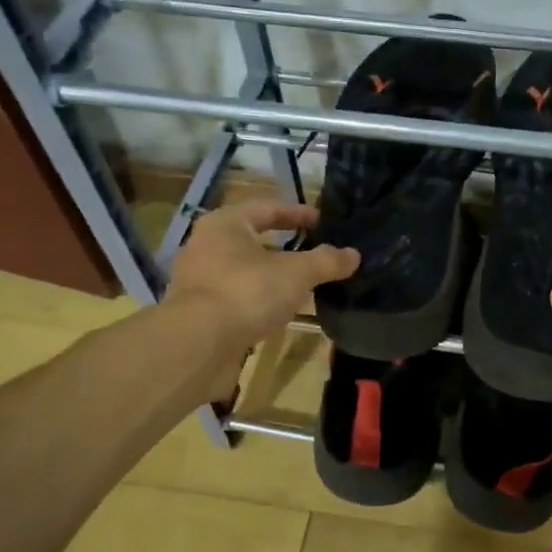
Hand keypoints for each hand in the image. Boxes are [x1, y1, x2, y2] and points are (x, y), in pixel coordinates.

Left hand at [164, 201, 357, 357]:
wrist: (198, 344)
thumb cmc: (247, 292)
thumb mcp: (296, 274)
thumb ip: (326, 261)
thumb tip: (354, 254)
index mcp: (225, 224)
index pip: (266, 207)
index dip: (296, 213)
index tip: (321, 221)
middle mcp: (205, 245)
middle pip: (250, 238)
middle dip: (281, 245)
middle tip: (310, 251)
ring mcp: (197, 280)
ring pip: (241, 269)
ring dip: (269, 274)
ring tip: (298, 284)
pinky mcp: (197, 313)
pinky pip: (235, 296)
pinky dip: (256, 299)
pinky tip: (276, 311)